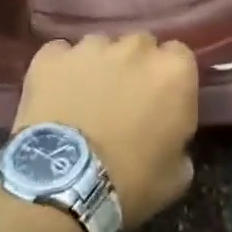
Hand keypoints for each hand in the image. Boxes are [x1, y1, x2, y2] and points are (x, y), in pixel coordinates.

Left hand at [13, 33, 197, 230]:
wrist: (64, 185)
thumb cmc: (131, 182)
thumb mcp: (177, 174)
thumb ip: (180, 139)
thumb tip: (170, 134)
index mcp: (173, 72)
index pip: (179, 55)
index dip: (169, 78)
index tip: (161, 100)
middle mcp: (134, 48)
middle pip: (139, 45)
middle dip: (135, 66)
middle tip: (125, 99)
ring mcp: (89, 48)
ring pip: (99, 46)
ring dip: (98, 66)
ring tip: (86, 98)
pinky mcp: (50, 56)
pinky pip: (60, 53)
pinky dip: (61, 69)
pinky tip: (55, 94)